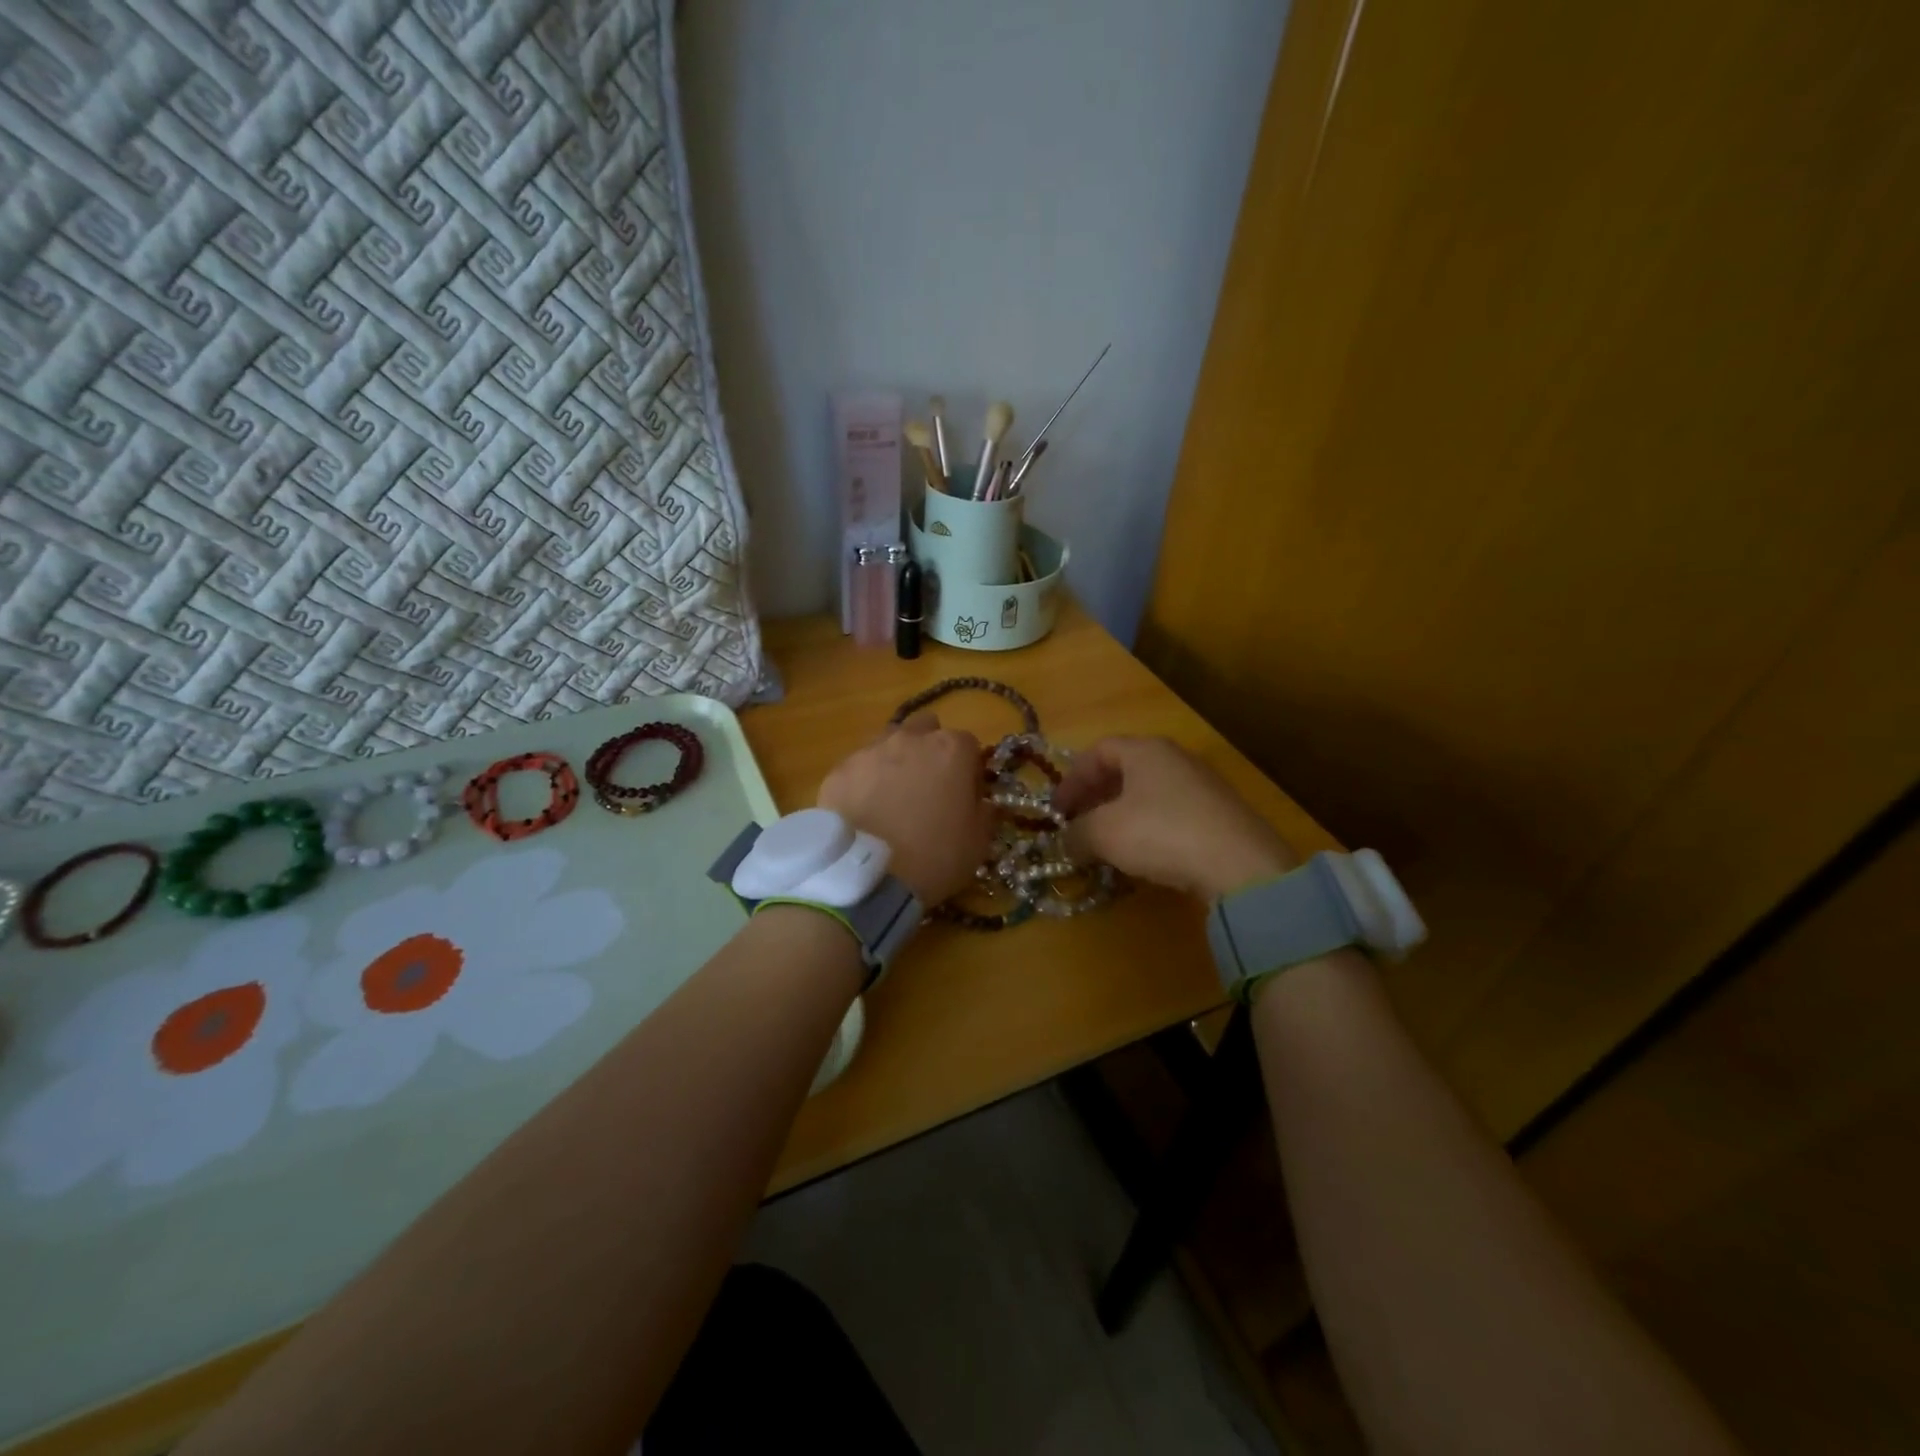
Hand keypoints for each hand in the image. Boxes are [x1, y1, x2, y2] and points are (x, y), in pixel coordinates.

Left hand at [817, 712, 993, 905]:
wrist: (869, 876)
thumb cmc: (935, 857)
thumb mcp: (979, 841)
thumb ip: (984, 810)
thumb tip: (981, 801)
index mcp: (951, 749)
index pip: (968, 744)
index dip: (968, 769)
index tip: (964, 795)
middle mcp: (910, 739)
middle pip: (925, 729)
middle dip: (929, 750)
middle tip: (927, 788)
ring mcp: (869, 751)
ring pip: (887, 742)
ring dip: (895, 761)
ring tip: (891, 798)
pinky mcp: (838, 771)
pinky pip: (857, 768)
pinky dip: (863, 782)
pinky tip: (863, 811)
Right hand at [1054, 736, 1298, 900]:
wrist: (1240, 865)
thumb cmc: (1161, 833)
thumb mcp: (1104, 833)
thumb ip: (1075, 834)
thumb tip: (1062, 843)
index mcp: (1145, 750)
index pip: (1098, 751)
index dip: (1071, 779)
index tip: (1055, 810)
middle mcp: (1174, 759)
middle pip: (1123, 771)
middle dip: (1094, 798)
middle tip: (1076, 825)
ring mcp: (1201, 786)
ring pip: (1147, 794)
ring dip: (1119, 816)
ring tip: (1104, 844)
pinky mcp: (1218, 815)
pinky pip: (1170, 814)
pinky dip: (1147, 829)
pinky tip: (1142, 857)